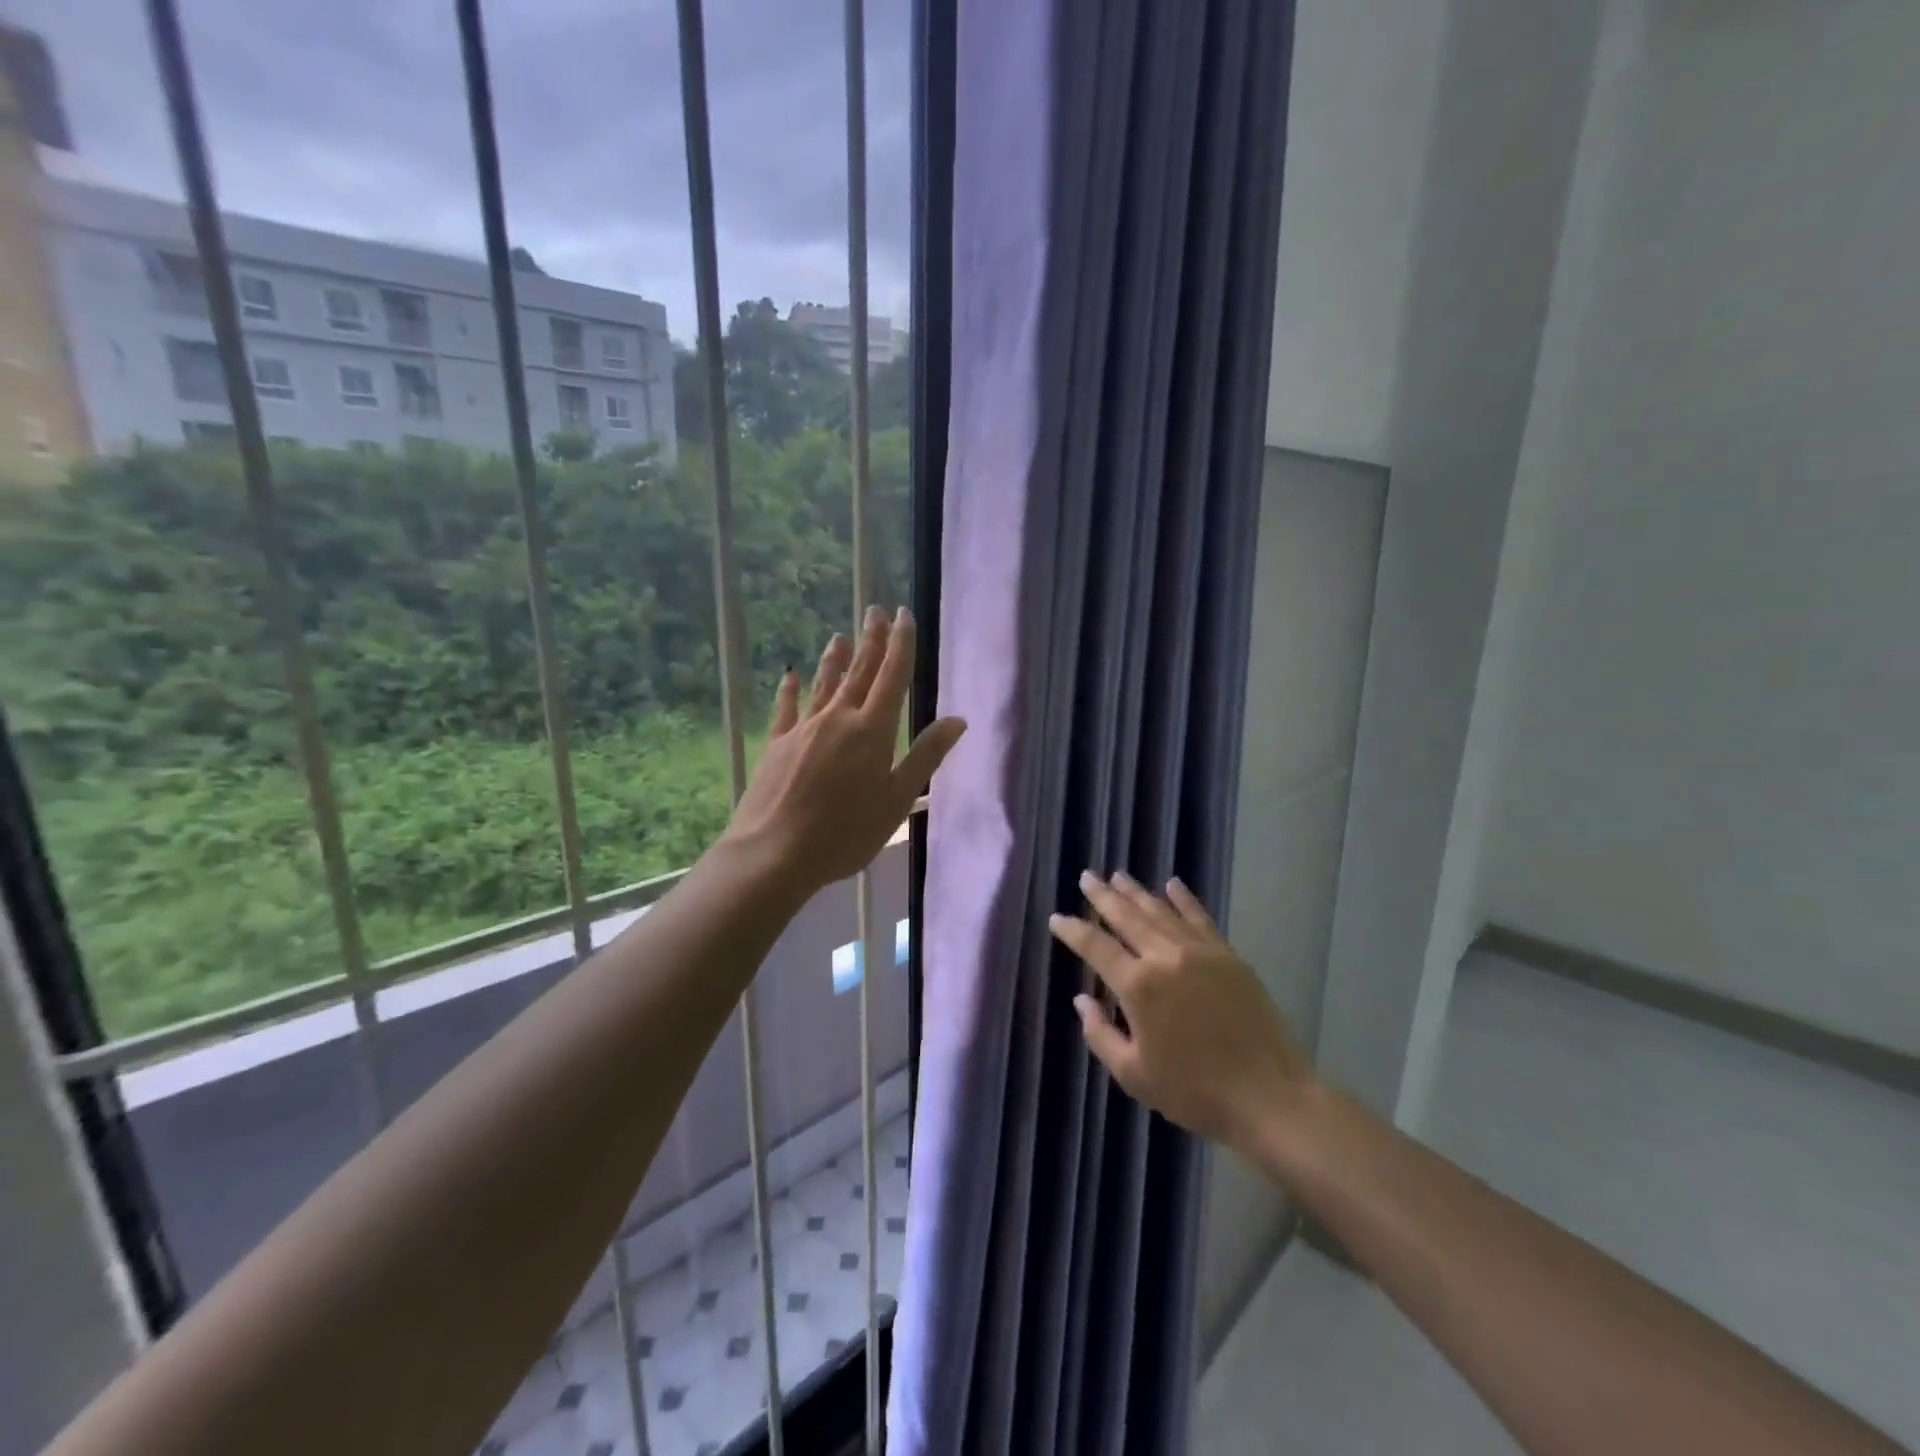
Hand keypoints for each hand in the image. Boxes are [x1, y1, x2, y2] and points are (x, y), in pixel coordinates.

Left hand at [725, 606, 965, 895]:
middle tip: (875, 610)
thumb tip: (957, 720)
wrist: (775, 853)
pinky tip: (791, 676)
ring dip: (836, 658)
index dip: (901, 643)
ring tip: (841, 635)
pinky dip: (791, 690)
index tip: (904, 614)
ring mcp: (804, 729)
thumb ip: (925, 756)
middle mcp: (838, 718)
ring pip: (824, 684)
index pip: (892, 676)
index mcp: (872, 730)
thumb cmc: (846, 833)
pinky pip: (786, 708)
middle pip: (859, 672)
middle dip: (871, 640)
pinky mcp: (777, 744)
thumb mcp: (897, 799)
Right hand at [1049, 872, 1316, 1159]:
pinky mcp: (1229, 956)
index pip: (1096, 947)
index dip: (1073, 930)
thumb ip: (1100, 1034)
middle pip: (1127, 917)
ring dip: (1137, 892)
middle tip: (1086, 877)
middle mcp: (1166, 957)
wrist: (1269, 1097)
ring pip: (1161, 911)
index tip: (1057, 918)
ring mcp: (1200, 952)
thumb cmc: (1194, 1092)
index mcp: (1138, 986)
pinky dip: (1184, 899)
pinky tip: (1172, 885)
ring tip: (1119, 876)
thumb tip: (1082, 1000)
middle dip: (1103, 896)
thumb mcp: (1133, 1075)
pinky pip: (1200, 918)